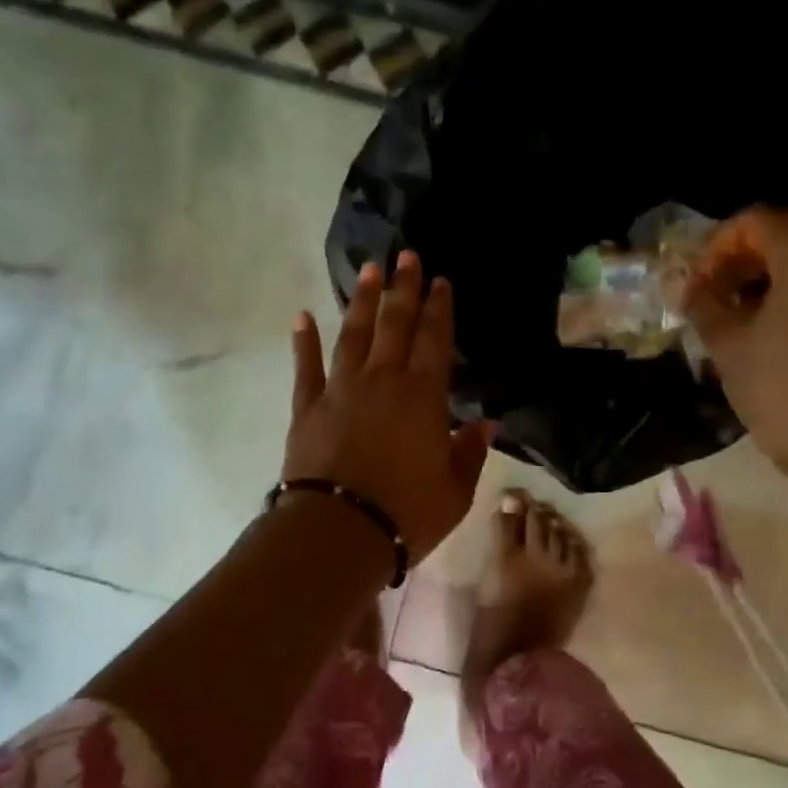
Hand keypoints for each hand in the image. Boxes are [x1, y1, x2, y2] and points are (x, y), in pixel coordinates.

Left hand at [286, 252, 494, 561]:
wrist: (340, 531)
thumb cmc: (406, 513)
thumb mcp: (455, 490)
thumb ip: (470, 452)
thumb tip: (486, 422)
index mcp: (423, 397)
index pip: (435, 340)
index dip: (439, 308)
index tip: (441, 280)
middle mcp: (382, 381)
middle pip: (394, 324)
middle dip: (403, 288)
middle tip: (406, 255)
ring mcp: (341, 389)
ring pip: (353, 334)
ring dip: (361, 301)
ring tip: (368, 270)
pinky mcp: (308, 407)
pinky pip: (306, 367)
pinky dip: (303, 341)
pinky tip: (301, 316)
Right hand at [681, 202, 787, 491]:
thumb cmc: (781, 389)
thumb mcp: (728, 345)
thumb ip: (704, 304)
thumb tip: (688, 287)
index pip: (761, 220)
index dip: (721, 243)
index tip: (700, 280)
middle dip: (759, 240)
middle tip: (729, 274)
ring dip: (779, 262)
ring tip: (740, 301)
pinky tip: (767, 321)